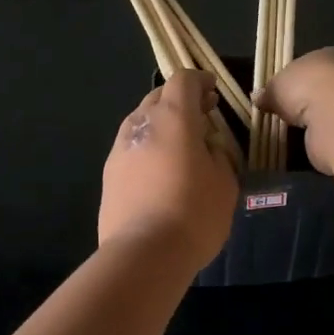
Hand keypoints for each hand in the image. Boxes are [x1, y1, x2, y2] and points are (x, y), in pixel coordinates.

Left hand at [99, 70, 239, 266]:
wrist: (144, 253)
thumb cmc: (194, 213)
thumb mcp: (225, 182)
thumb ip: (218, 155)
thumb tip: (207, 148)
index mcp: (173, 117)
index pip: (183, 81)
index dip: (200, 81)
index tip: (214, 92)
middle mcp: (141, 124)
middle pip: (158, 97)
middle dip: (181, 101)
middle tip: (202, 116)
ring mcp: (120, 149)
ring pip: (141, 122)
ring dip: (161, 124)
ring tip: (181, 145)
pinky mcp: (109, 174)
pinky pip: (132, 148)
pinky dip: (148, 147)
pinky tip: (161, 171)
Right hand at [254, 47, 333, 176]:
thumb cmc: (306, 86)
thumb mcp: (277, 84)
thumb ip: (269, 91)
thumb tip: (257, 97)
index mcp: (330, 56)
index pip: (310, 67)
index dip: (293, 81)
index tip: (278, 95)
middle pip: (320, 91)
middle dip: (304, 104)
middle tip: (282, 118)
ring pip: (327, 114)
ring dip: (313, 124)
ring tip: (289, 135)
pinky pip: (332, 136)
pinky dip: (320, 141)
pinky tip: (305, 146)